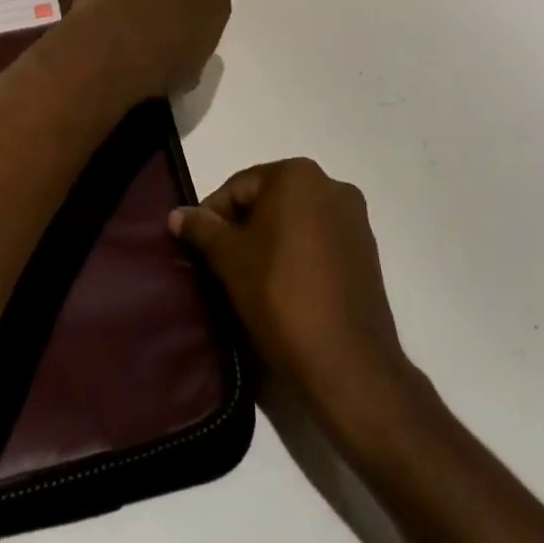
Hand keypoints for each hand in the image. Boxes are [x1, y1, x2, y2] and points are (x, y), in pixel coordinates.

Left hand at [58, 0, 229, 104]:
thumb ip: (192, 52)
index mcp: (215, 0)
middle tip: (154, 26)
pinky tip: (102, 8)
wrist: (111, 52)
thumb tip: (180, 50)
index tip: (182, 39)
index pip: (213, 5)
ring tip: (122, 19)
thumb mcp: (189, 75)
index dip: (195, 21)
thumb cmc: (157, 69)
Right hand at [170, 158, 406, 412]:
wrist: (350, 368)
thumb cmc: (282, 298)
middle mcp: (331, 185)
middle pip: (268, 201)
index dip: (212, 217)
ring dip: (268, 243)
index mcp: (298, 175)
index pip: (239, 187)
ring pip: (294, 223)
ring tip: (248, 280)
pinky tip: (282, 289)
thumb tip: (176, 214)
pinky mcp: (367, 253)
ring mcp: (354, 220)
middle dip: (242, 229)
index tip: (198, 249)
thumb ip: (201, 229)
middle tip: (220, 266)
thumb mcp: (230, 260)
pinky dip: (296, 256)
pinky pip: (318, 243)